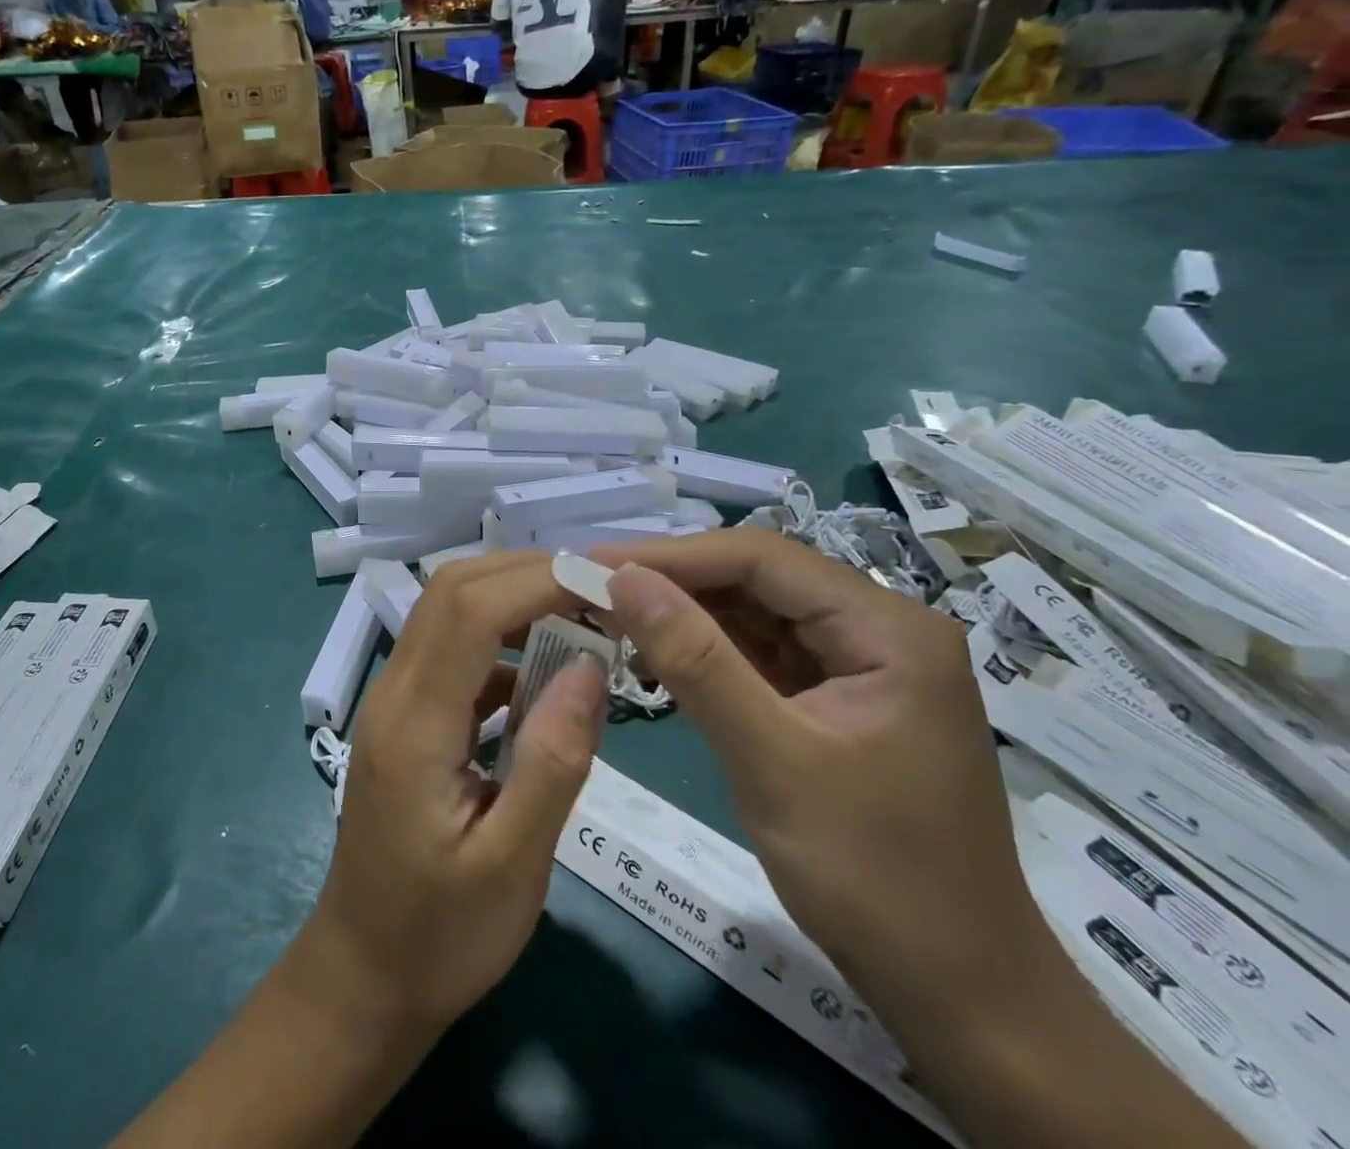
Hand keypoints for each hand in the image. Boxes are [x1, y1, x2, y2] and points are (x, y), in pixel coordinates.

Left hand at [301, 552, 605, 1037]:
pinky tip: (545, 673)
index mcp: (413, 723)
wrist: (363, 977)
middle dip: (525, 574)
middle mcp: (394, 693)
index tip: (605, 586)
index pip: (469, 611)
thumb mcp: (513, 865)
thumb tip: (590, 667)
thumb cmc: (440, 937)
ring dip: (513, 600)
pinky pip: (453, 653)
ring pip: (448, 613)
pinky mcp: (407, 718)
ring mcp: (395, 702)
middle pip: (451, 592)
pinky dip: (501, 643)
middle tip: (599, 592)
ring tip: (582, 618)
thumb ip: (553, 762)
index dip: (536, 582)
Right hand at [588, 531, 1037, 1021]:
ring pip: (754, 613)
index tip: (596, 562)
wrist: (958, 994)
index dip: (672, 555)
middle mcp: (879, 630)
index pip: (762, 559)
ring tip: (611, 617)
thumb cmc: (875, 877)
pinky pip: (761, 654)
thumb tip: (622, 579)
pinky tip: (657, 656)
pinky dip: (706, 652)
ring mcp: (860, 664)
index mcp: (888, 629)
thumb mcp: (772, 761)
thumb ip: (697, 661)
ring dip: (684, 614)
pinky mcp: (837, 698)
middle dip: (674, 583)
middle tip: (592, 589)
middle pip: (758, 580)